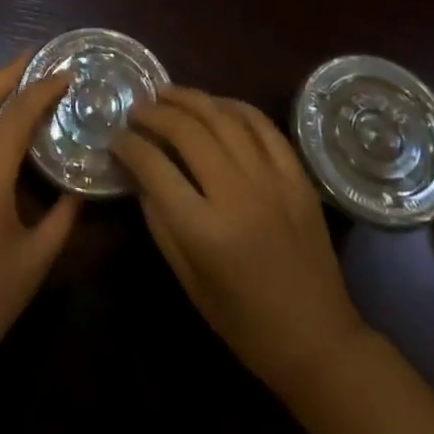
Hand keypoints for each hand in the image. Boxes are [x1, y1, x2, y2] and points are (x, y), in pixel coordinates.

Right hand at [113, 87, 368, 397]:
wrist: (317, 340)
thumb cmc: (243, 322)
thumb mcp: (188, 281)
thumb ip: (160, 222)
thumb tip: (140, 174)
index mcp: (205, 230)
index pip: (155, 167)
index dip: (129, 146)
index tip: (116, 137)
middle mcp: (237, 194)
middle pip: (187, 132)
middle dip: (155, 114)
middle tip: (138, 110)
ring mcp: (271, 179)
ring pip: (223, 117)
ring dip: (191, 99)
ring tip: (168, 94)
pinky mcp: (297, 175)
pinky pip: (263, 125)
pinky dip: (235, 107)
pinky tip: (216, 104)